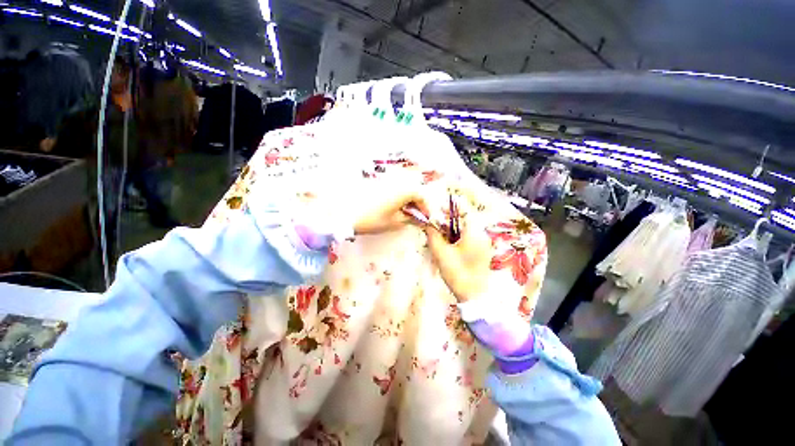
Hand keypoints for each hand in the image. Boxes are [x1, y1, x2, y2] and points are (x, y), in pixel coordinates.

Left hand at [352, 178, 429, 234]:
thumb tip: (418, 220)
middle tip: (415, 217)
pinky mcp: (374, 185)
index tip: (425, 219)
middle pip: (412, 191)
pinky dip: (395, 199)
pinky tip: (391, 209)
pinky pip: (391, 190)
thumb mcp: (394, 223)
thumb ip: (409, 220)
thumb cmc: (373, 219)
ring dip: (405, 201)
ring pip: (401, 190)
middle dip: (415, 204)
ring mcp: (384, 182)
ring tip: (403, 215)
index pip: (421, 196)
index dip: (425, 208)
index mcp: (404, 191)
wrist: (346, 213)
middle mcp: (396, 183)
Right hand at [424, 212, 492, 302]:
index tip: (436, 213)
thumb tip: (428, 222)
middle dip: (450, 219)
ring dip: (455, 228)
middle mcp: (483, 232)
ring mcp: (486, 242)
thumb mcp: (441, 253)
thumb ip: (433, 234)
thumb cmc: (458, 274)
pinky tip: (451, 246)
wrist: (474, 296)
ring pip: (469, 227)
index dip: (448, 208)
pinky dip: (461, 237)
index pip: (462, 208)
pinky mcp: (485, 250)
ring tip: (442, 236)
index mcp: (474, 230)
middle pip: (466, 217)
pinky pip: (472, 236)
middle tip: (436, 226)